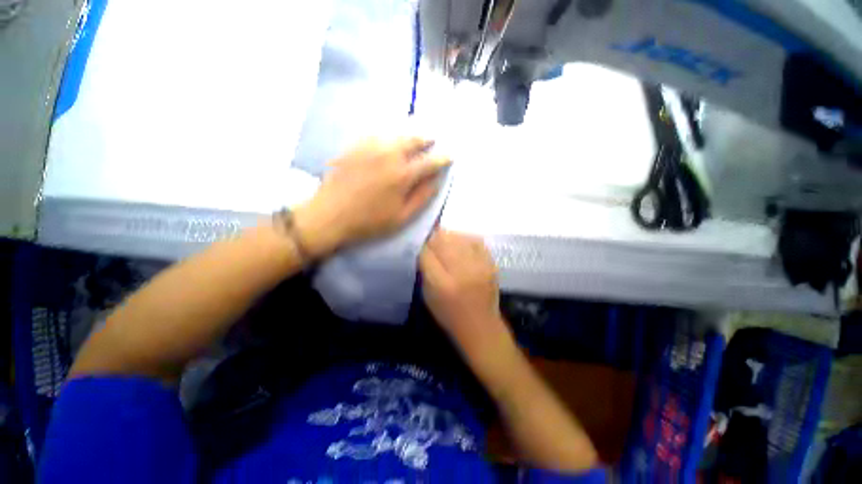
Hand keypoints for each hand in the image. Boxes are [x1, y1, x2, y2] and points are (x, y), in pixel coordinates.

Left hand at [294, 138, 449, 256]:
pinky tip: (390, 139)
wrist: (330, 215)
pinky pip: (377, 133)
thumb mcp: (402, 216)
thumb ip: (423, 196)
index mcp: (403, 174)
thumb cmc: (370, 221)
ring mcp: (370, 147)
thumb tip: (437, 180)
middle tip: (433, 141)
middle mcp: (389, 154)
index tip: (450, 155)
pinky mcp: (355, 146)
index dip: (443, 157)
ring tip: (415, 138)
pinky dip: (389, 134)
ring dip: (409, 134)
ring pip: (396, 133)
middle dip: (427, 139)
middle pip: (414, 139)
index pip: (430, 161)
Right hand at [419, 230, 512, 359]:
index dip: (423, 247)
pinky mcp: (490, 262)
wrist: (481, 325)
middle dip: (434, 239)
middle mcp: (461, 271)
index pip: (427, 252)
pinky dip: (465, 240)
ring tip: (447, 243)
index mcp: (442, 283)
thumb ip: (425, 270)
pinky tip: (461, 245)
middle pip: (443, 240)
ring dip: (449, 237)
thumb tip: (426, 249)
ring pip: (458, 237)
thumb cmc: (449, 314)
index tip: (423, 248)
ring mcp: (479, 265)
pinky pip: (475, 240)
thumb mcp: (428, 295)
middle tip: (433, 243)